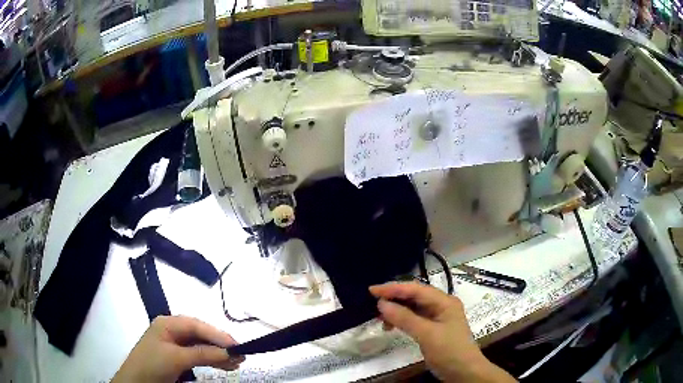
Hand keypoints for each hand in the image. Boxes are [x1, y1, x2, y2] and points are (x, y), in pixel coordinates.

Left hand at [112, 316, 244, 382]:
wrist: (136, 382)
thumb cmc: (153, 365)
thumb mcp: (177, 358)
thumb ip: (203, 354)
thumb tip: (230, 352)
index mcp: (168, 323)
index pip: (197, 325)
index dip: (217, 334)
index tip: (237, 345)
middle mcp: (172, 331)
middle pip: (200, 335)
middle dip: (220, 345)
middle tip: (240, 355)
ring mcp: (174, 344)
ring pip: (201, 346)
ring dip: (218, 354)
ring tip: (236, 363)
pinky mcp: (177, 357)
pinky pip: (197, 355)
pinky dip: (210, 360)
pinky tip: (223, 365)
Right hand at [370, 282, 514, 381]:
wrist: (464, 372)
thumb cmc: (449, 351)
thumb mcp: (427, 334)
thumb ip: (405, 318)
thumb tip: (382, 304)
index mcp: (444, 301)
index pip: (416, 289)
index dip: (393, 288)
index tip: (372, 290)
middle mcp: (441, 305)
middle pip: (414, 296)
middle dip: (394, 298)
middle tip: (372, 304)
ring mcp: (438, 317)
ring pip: (413, 308)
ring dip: (397, 311)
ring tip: (380, 319)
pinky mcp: (433, 329)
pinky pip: (414, 319)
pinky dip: (402, 321)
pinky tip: (391, 326)